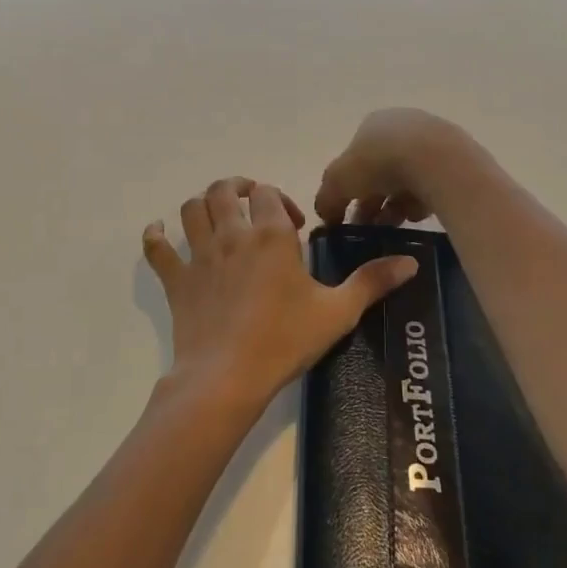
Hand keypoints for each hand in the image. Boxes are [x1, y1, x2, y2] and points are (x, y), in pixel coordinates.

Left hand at [142, 177, 418, 424]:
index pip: (267, 193)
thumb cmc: (285, 341)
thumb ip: (372, 283)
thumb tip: (411, 262)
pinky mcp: (177, 280)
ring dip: (203, 205)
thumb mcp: (337, 313)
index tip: (292, 226)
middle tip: (251, 207)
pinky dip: (155, 235)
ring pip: (191, 209)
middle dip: (237, 190)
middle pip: (224, 191)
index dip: (278, 199)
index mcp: (270, 236)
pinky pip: (157, 248)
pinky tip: (160, 233)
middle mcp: (232, 236)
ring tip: (217, 219)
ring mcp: (200, 256)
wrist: (228, 377)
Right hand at [315, 108, 479, 226]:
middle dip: (372, 201)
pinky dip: (421, 201)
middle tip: (369, 228)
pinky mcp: (456, 159)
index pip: (354, 159)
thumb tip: (325, 214)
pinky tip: (417, 216)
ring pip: (407, 179)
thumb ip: (327, 198)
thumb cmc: (379, 163)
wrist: (438, 161)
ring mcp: (432, 140)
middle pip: (381, 170)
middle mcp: (402, 126)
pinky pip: (431, 185)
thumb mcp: (338, 182)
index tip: (347, 214)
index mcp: (372, 124)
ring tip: (393, 227)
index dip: (348, 188)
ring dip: (395, 205)